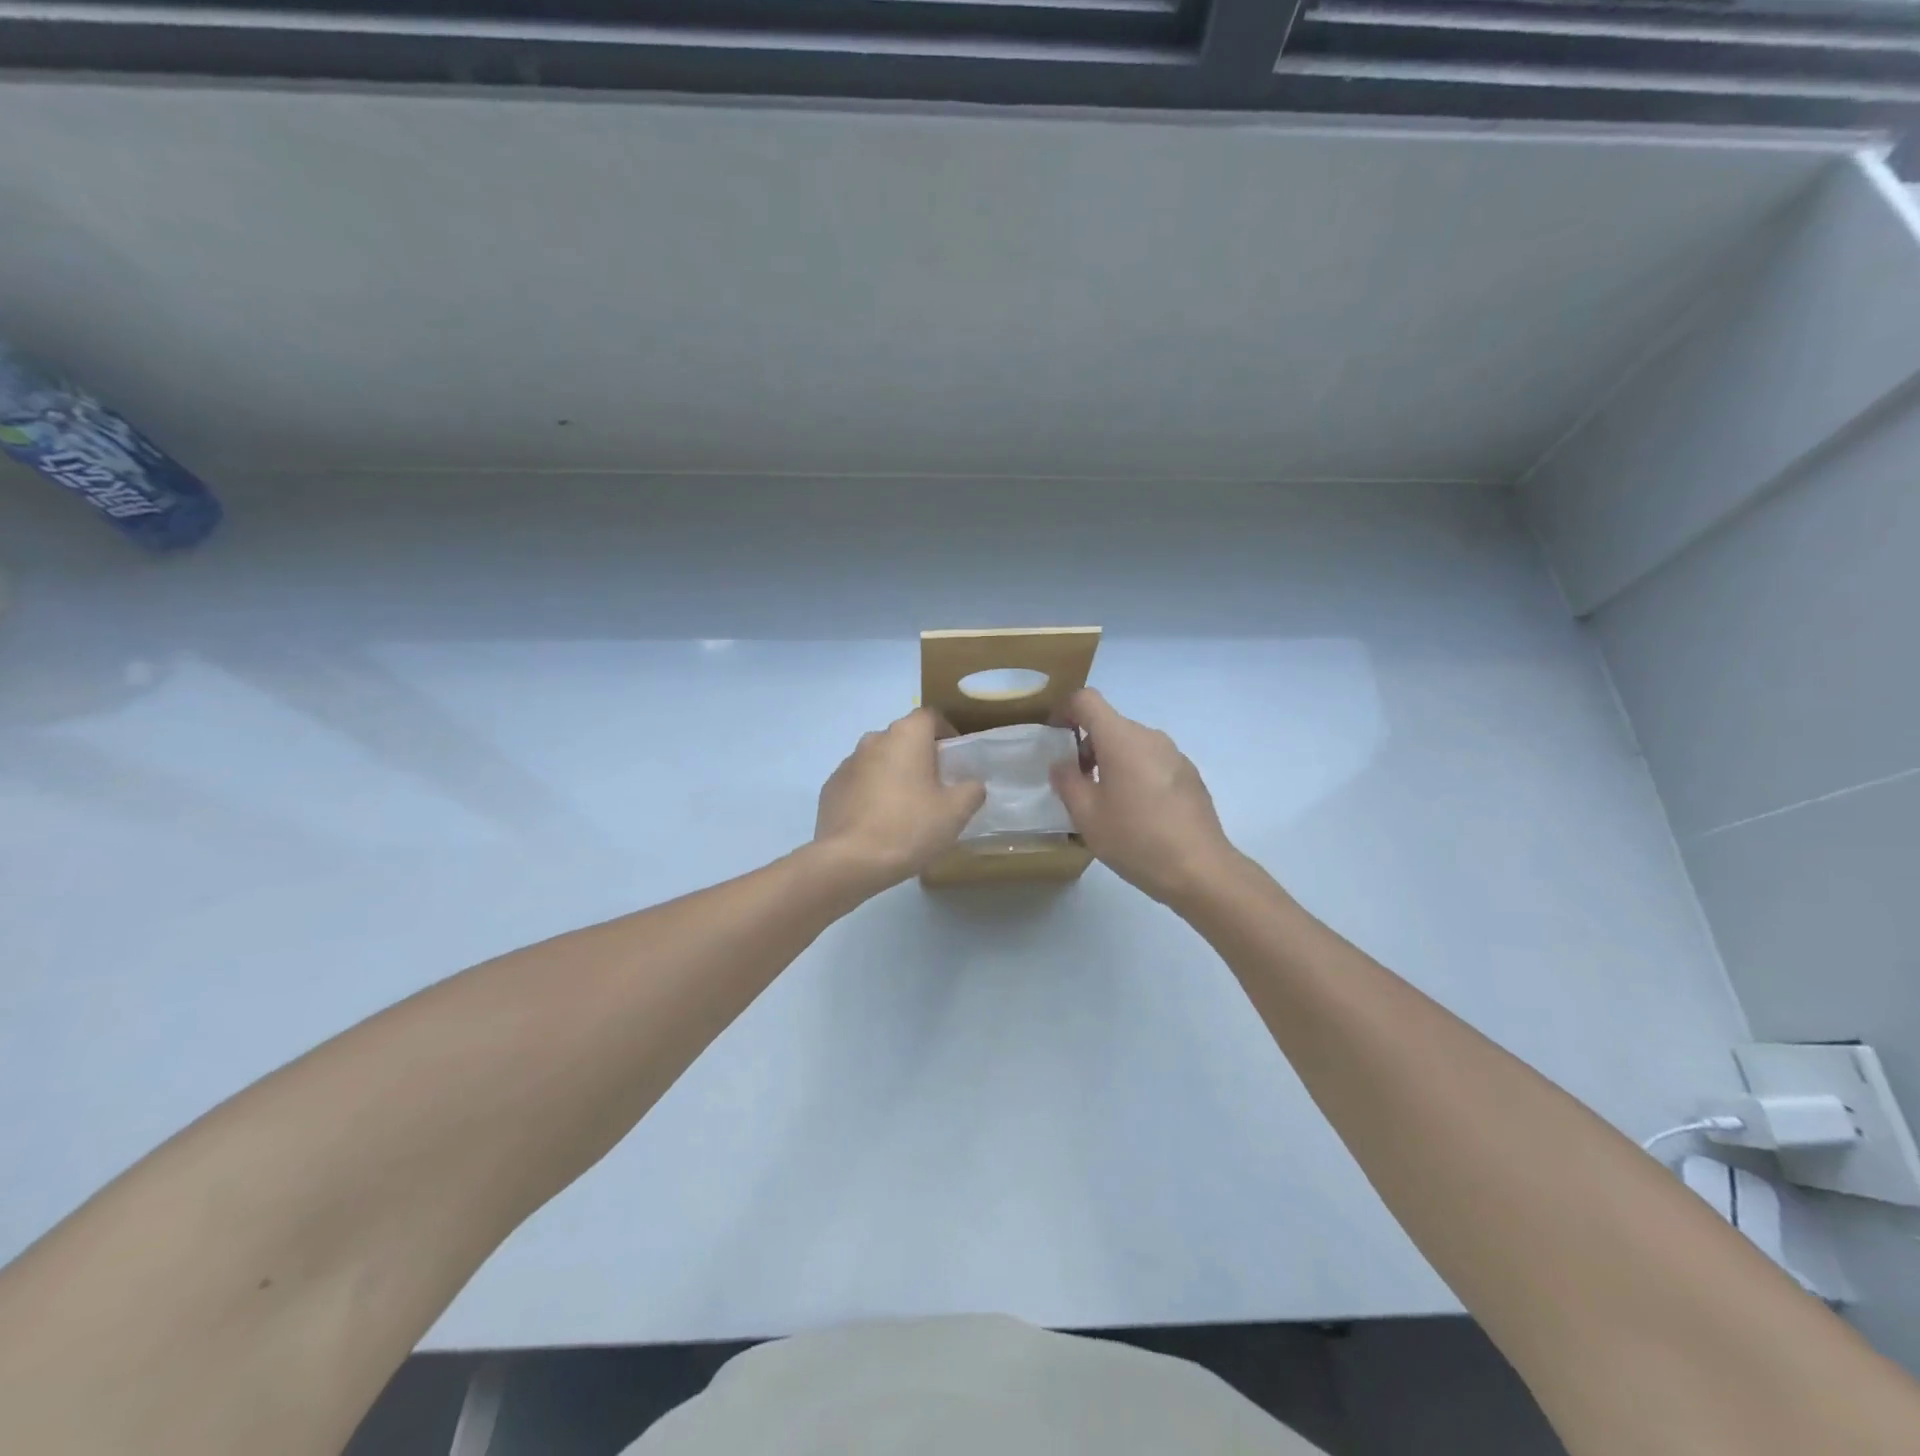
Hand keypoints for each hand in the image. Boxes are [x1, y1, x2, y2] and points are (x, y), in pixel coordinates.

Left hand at [813, 709, 986, 889]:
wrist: (850, 860)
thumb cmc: (909, 827)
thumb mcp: (955, 812)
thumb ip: (971, 790)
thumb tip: (972, 784)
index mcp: (906, 736)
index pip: (930, 717)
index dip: (945, 732)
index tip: (955, 757)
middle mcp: (874, 739)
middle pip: (903, 738)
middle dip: (919, 755)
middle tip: (934, 786)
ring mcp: (847, 763)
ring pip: (878, 760)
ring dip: (893, 774)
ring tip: (905, 807)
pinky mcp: (830, 788)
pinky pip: (858, 782)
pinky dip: (870, 793)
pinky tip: (878, 822)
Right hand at [1050, 689, 1240, 905]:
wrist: (1200, 869)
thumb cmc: (1135, 838)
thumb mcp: (1087, 815)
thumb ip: (1067, 782)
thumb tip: (1062, 764)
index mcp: (1121, 739)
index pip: (1087, 700)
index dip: (1065, 710)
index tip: (1055, 738)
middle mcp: (1150, 737)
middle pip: (1110, 724)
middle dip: (1087, 746)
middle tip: (1077, 784)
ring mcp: (1174, 754)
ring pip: (1131, 745)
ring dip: (1111, 762)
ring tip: (1106, 803)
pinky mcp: (1189, 775)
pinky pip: (1152, 762)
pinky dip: (1135, 774)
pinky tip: (1137, 813)